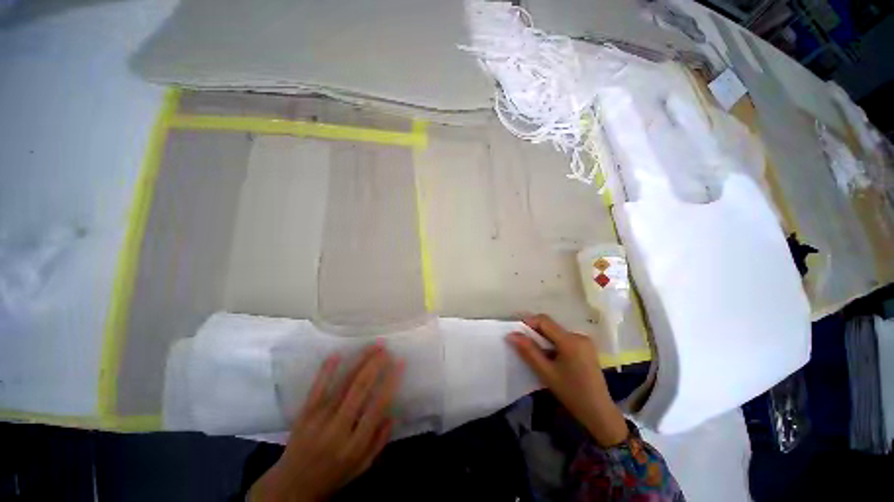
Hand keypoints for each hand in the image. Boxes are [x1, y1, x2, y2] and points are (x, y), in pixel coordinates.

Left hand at [250, 345, 403, 501]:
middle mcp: (338, 430)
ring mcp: (318, 420)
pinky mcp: (304, 414)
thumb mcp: (361, 466)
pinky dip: (327, 371)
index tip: (400, 362)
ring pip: (343, 384)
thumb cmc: (332, 476)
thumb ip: (379, 441)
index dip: (390, 381)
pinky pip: (317, 388)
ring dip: (360, 361)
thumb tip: (393, 413)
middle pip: (360, 390)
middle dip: (375, 365)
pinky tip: (336, 354)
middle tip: (386, 349)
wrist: (291, 488)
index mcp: (355, 445)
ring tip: (373, 346)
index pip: (377, 406)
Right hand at [506, 314, 627, 446]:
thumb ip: (528, 351)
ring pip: (556, 332)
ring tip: (536, 353)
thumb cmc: (572, 393)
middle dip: (535, 332)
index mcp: (570, 340)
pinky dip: (553, 344)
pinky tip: (550, 357)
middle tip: (523, 345)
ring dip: (544, 339)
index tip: (516, 333)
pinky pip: (564, 339)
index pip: (544, 321)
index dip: (528, 323)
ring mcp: (584, 341)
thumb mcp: (546, 372)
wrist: (599, 413)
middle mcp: (579, 335)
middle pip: (551, 326)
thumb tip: (511, 335)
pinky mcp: (586, 347)